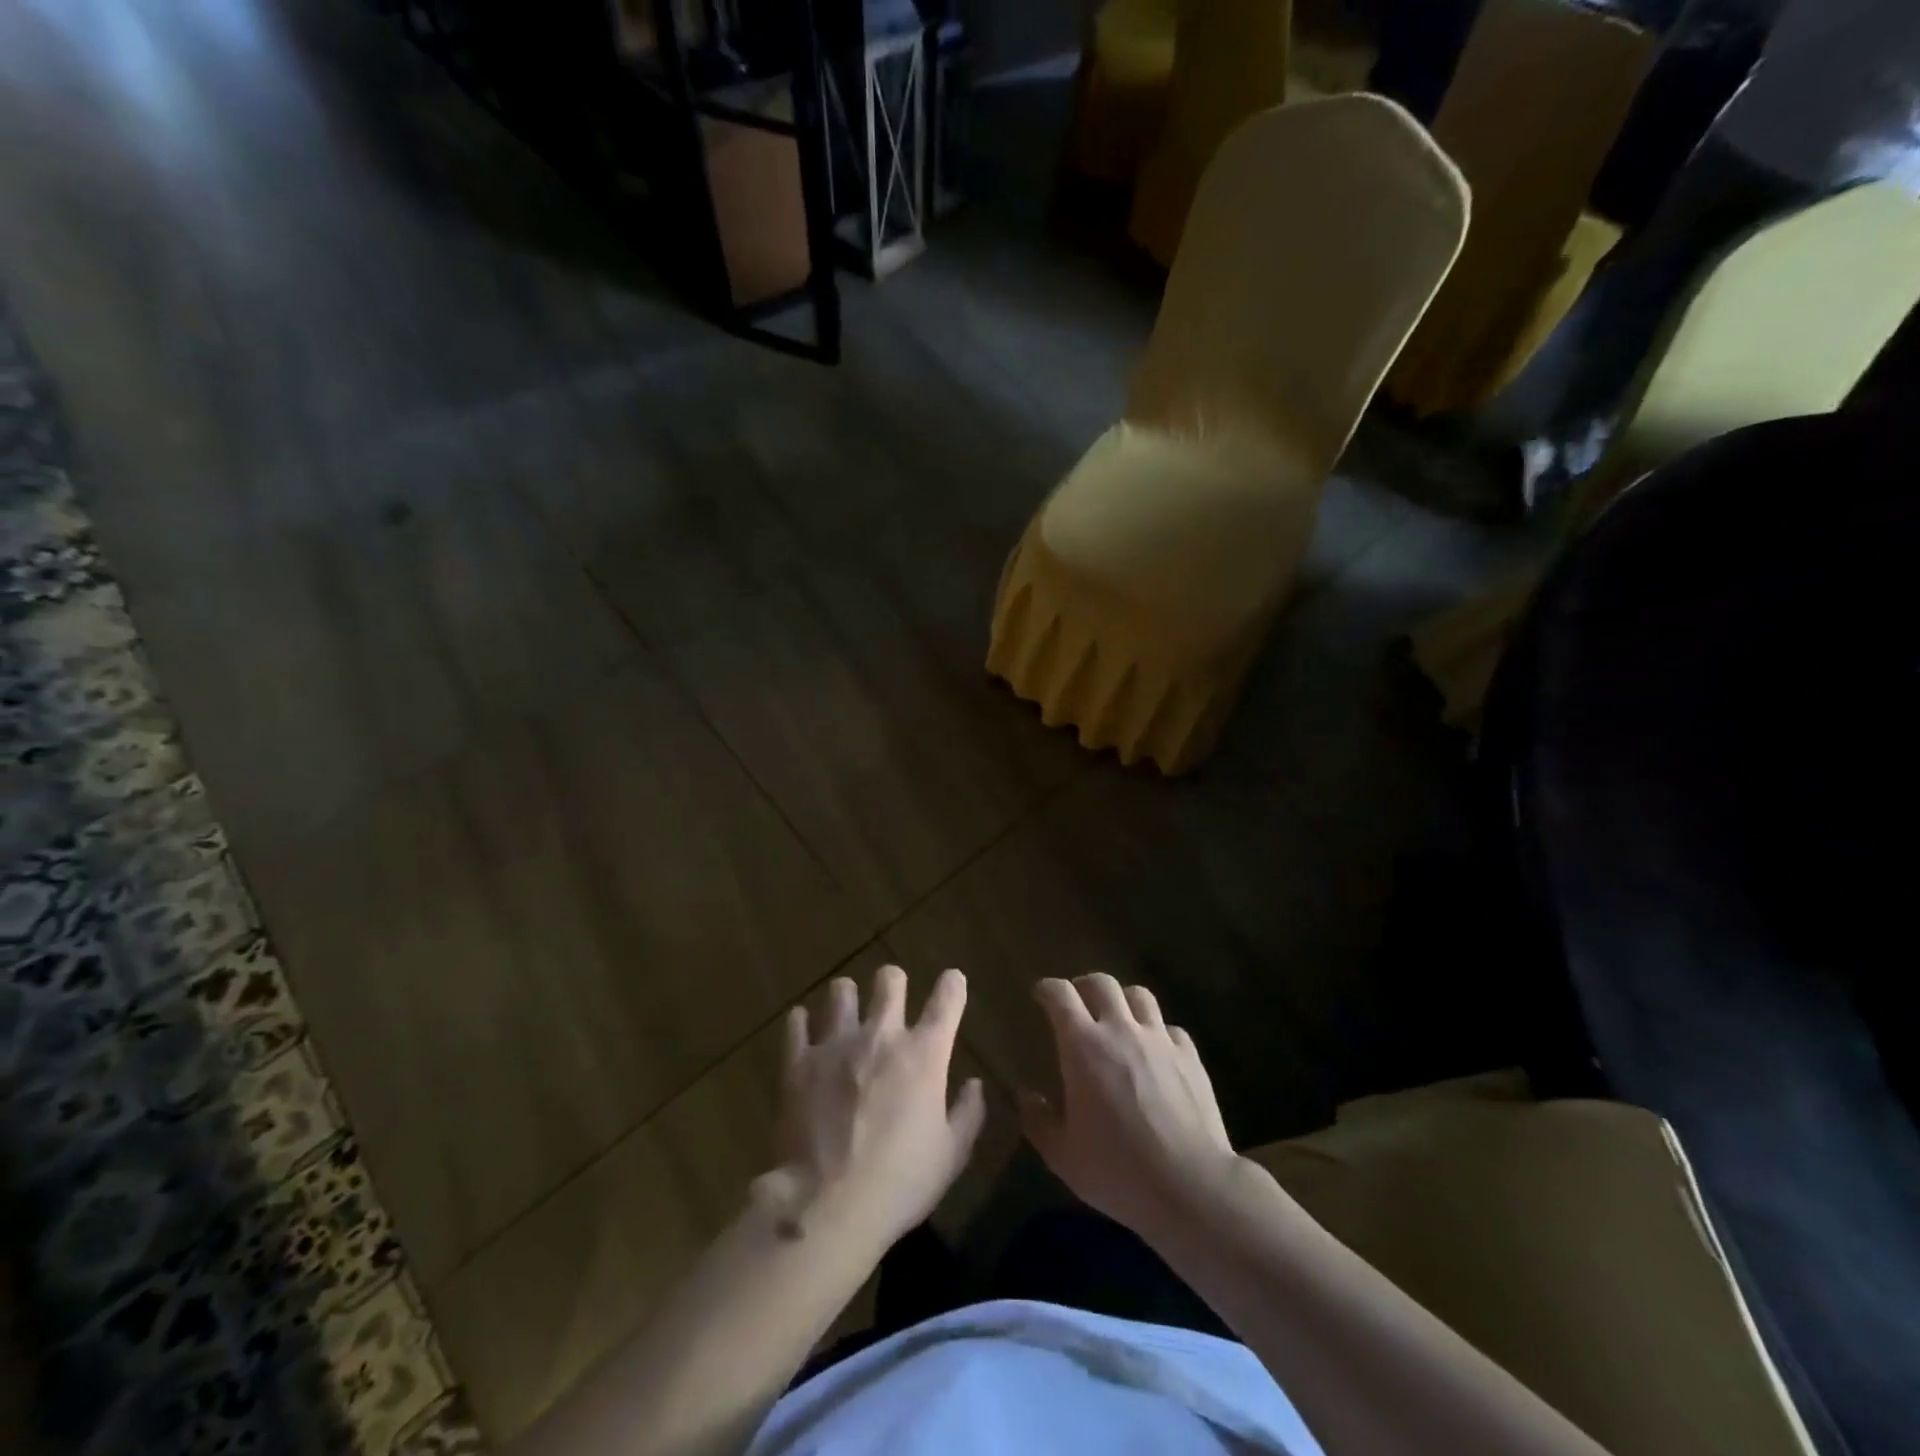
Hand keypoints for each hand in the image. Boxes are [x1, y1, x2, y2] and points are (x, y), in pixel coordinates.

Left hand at [764, 965, 986, 1250]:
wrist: (827, 1205)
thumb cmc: (899, 1183)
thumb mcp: (951, 1156)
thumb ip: (968, 1113)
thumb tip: (974, 1084)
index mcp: (924, 1054)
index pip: (948, 997)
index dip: (953, 984)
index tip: (953, 983)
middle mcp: (881, 1035)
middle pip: (889, 979)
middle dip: (894, 983)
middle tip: (891, 1001)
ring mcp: (836, 1044)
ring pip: (840, 990)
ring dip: (847, 998)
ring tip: (845, 1015)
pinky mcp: (798, 1062)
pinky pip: (796, 1022)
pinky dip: (802, 1023)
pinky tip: (804, 1031)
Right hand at [1021, 975, 1238, 1238]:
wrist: (1192, 1186)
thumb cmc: (1118, 1170)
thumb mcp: (1062, 1156)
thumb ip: (1038, 1121)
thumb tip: (1026, 1096)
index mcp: (1083, 1046)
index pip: (1060, 995)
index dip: (1047, 989)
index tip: (1040, 996)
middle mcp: (1121, 1030)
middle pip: (1101, 982)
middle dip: (1084, 986)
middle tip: (1078, 1004)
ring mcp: (1159, 1039)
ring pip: (1139, 995)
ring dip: (1123, 1000)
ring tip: (1118, 1019)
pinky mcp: (1190, 1056)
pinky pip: (1170, 1028)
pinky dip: (1157, 1032)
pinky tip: (1155, 1052)